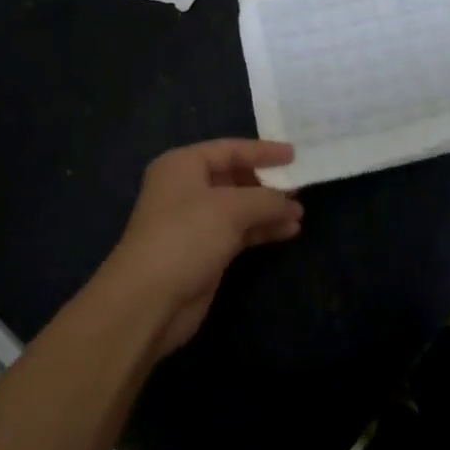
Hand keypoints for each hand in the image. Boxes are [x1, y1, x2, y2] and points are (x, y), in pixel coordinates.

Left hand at [94, 139, 302, 356]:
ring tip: (300, 213)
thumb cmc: (186, 236)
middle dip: (268, 183)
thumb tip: (291, 203)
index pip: (230, 148)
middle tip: (301, 186)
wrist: (149, 301)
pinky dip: (262, 230)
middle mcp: (186, 189)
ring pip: (239, 207)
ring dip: (269, 209)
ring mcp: (194, 222)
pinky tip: (288, 231)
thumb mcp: (231, 208)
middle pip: (235, 177)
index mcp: (183, 165)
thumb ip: (266, 199)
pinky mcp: (204, 251)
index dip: (263, 151)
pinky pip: (239, 232)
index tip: (295, 154)